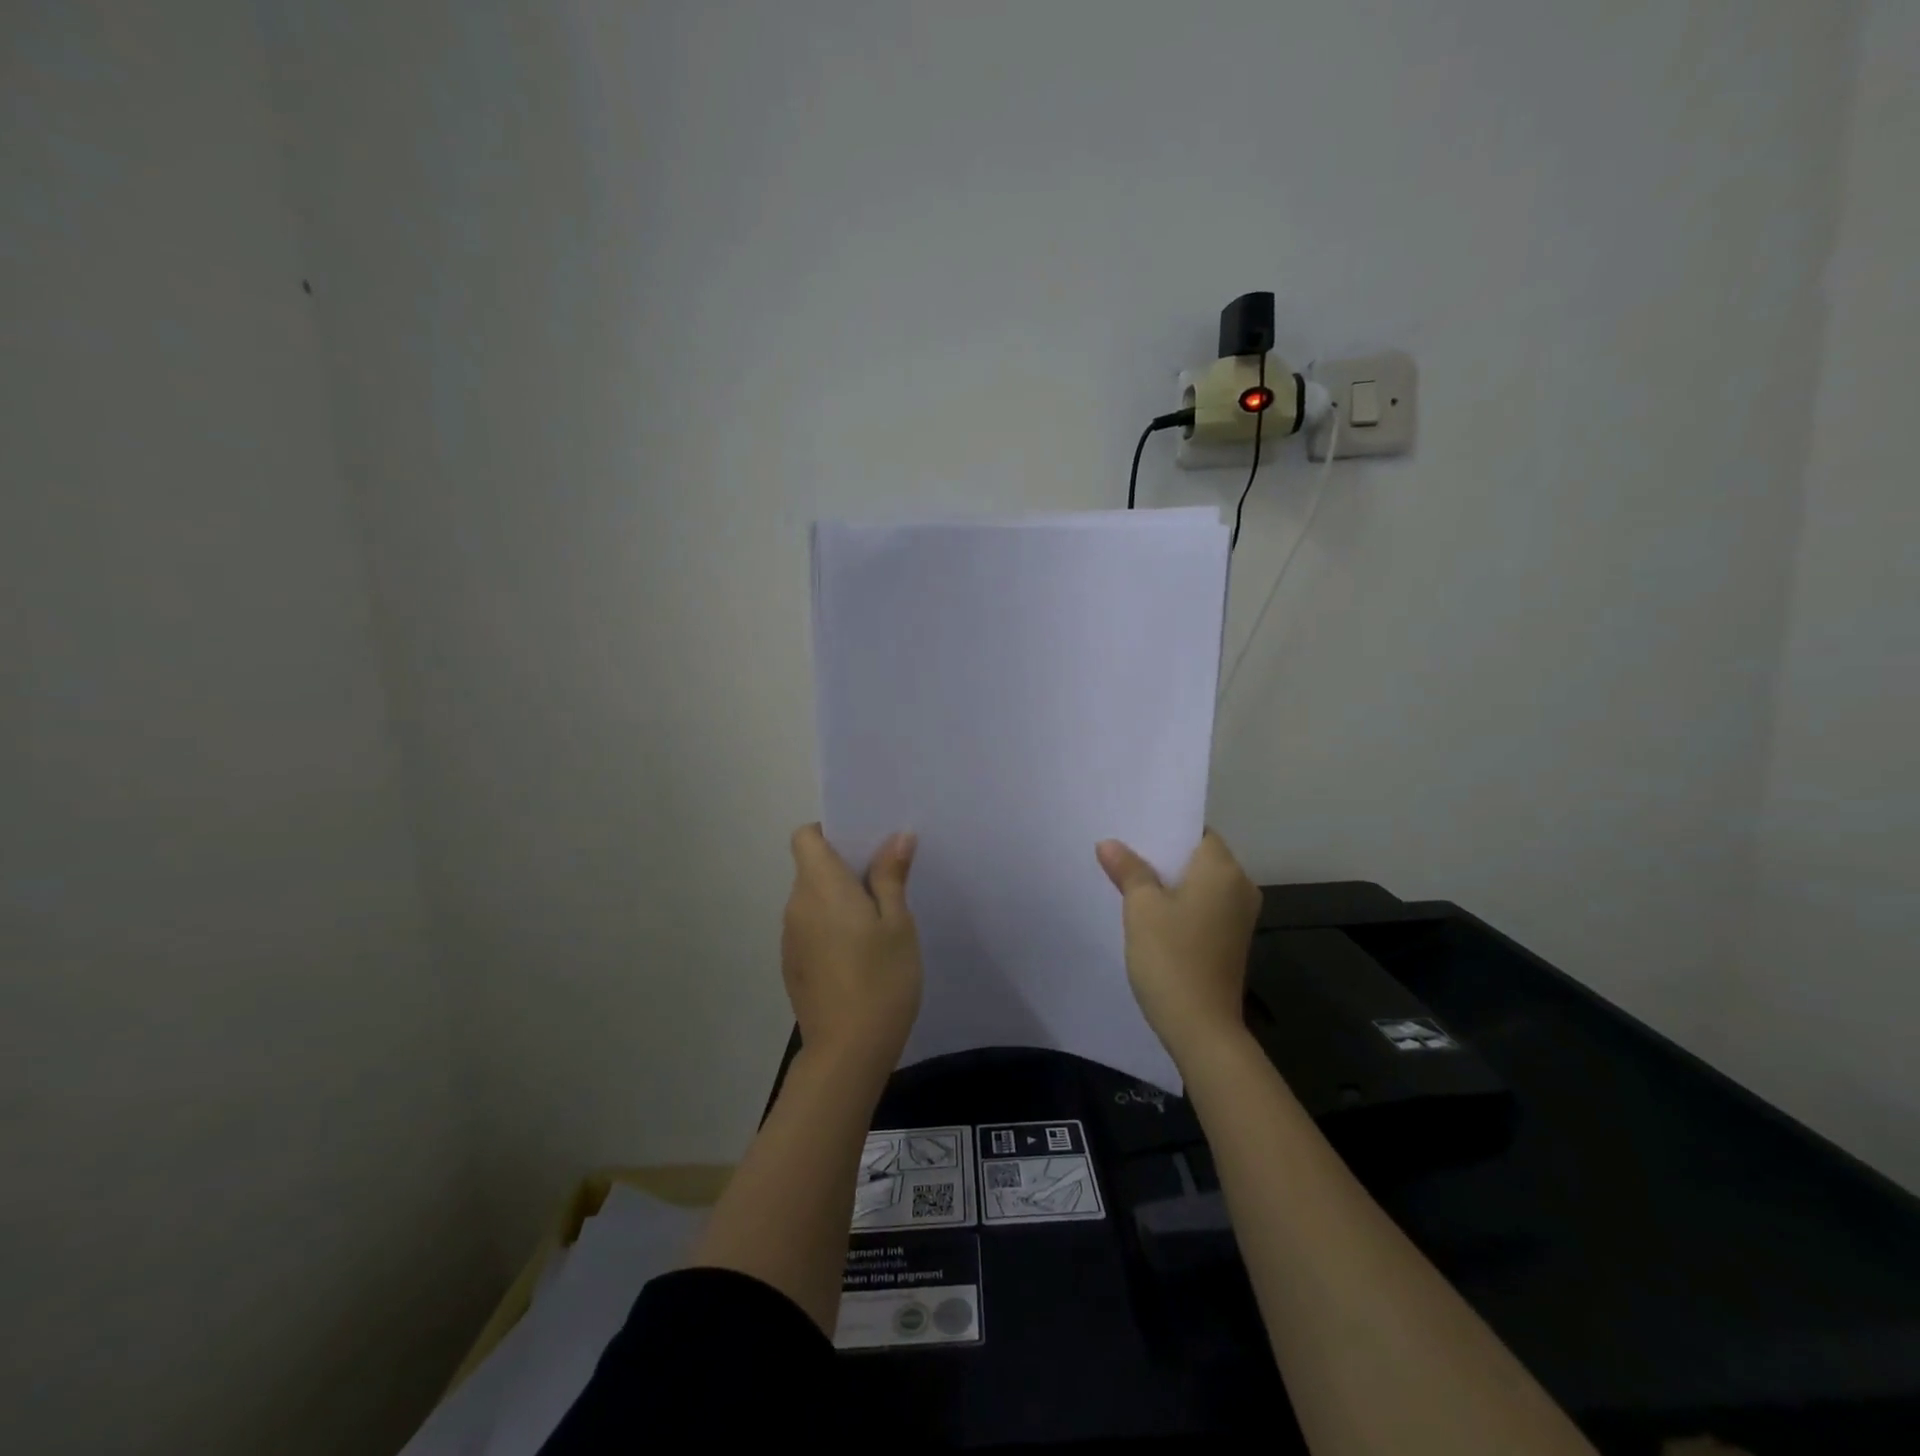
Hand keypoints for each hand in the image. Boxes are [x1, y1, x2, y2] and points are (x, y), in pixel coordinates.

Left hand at [782, 825, 922, 1076]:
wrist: (848, 1051)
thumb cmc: (881, 979)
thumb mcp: (898, 923)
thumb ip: (891, 876)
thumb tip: (896, 836)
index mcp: (821, 886)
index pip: (805, 836)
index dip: (829, 833)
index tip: (862, 847)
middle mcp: (796, 905)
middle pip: (810, 867)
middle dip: (843, 867)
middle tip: (886, 883)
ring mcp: (790, 938)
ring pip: (812, 900)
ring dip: (837, 900)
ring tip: (877, 922)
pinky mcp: (792, 965)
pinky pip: (810, 928)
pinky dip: (830, 928)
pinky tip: (859, 955)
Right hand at [1096, 830, 1261, 1064]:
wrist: (1201, 1027)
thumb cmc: (1171, 956)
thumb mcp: (1141, 907)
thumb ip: (1128, 869)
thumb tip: (1109, 843)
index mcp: (1223, 869)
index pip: (1197, 831)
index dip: (1166, 828)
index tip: (1133, 829)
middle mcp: (1240, 886)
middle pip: (1199, 856)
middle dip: (1163, 855)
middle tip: (1122, 851)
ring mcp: (1239, 916)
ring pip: (1201, 883)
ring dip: (1170, 881)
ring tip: (1130, 879)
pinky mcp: (1232, 940)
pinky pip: (1204, 906)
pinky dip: (1181, 903)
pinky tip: (1151, 912)